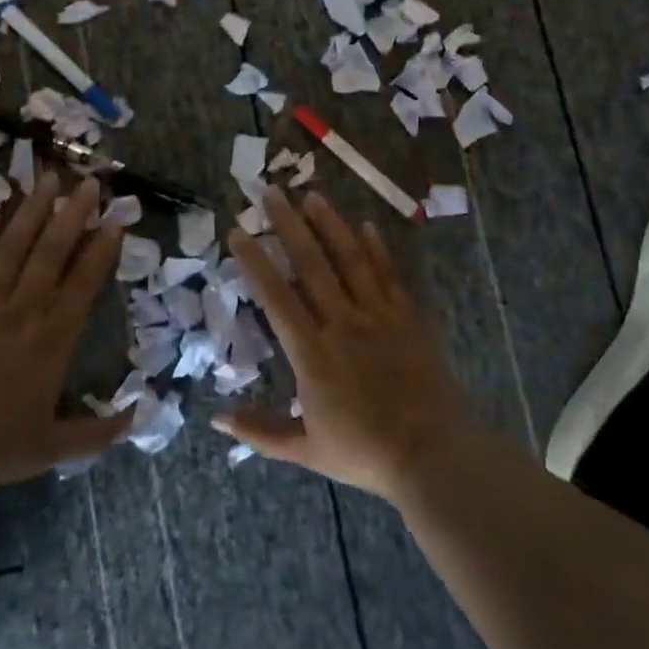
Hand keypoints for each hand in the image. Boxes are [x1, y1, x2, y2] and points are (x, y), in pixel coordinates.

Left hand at [0, 173, 128, 492]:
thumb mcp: (52, 448)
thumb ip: (98, 433)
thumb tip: (140, 415)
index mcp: (53, 338)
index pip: (84, 282)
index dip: (102, 248)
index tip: (116, 219)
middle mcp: (23, 309)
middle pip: (52, 251)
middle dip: (74, 214)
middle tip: (89, 182)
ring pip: (14, 245)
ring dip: (33, 210)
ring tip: (49, 178)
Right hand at [217, 187, 471, 502]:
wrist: (433, 455)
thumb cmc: (364, 452)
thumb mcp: (305, 450)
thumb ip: (260, 430)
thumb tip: (215, 419)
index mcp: (312, 353)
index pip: (276, 296)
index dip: (255, 261)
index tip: (238, 231)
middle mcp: (342, 323)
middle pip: (311, 264)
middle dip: (288, 225)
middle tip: (270, 192)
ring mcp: (378, 316)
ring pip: (350, 260)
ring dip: (330, 225)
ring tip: (311, 196)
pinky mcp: (407, 318)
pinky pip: (388, 275)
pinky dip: (377, 249)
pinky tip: (366, 225)